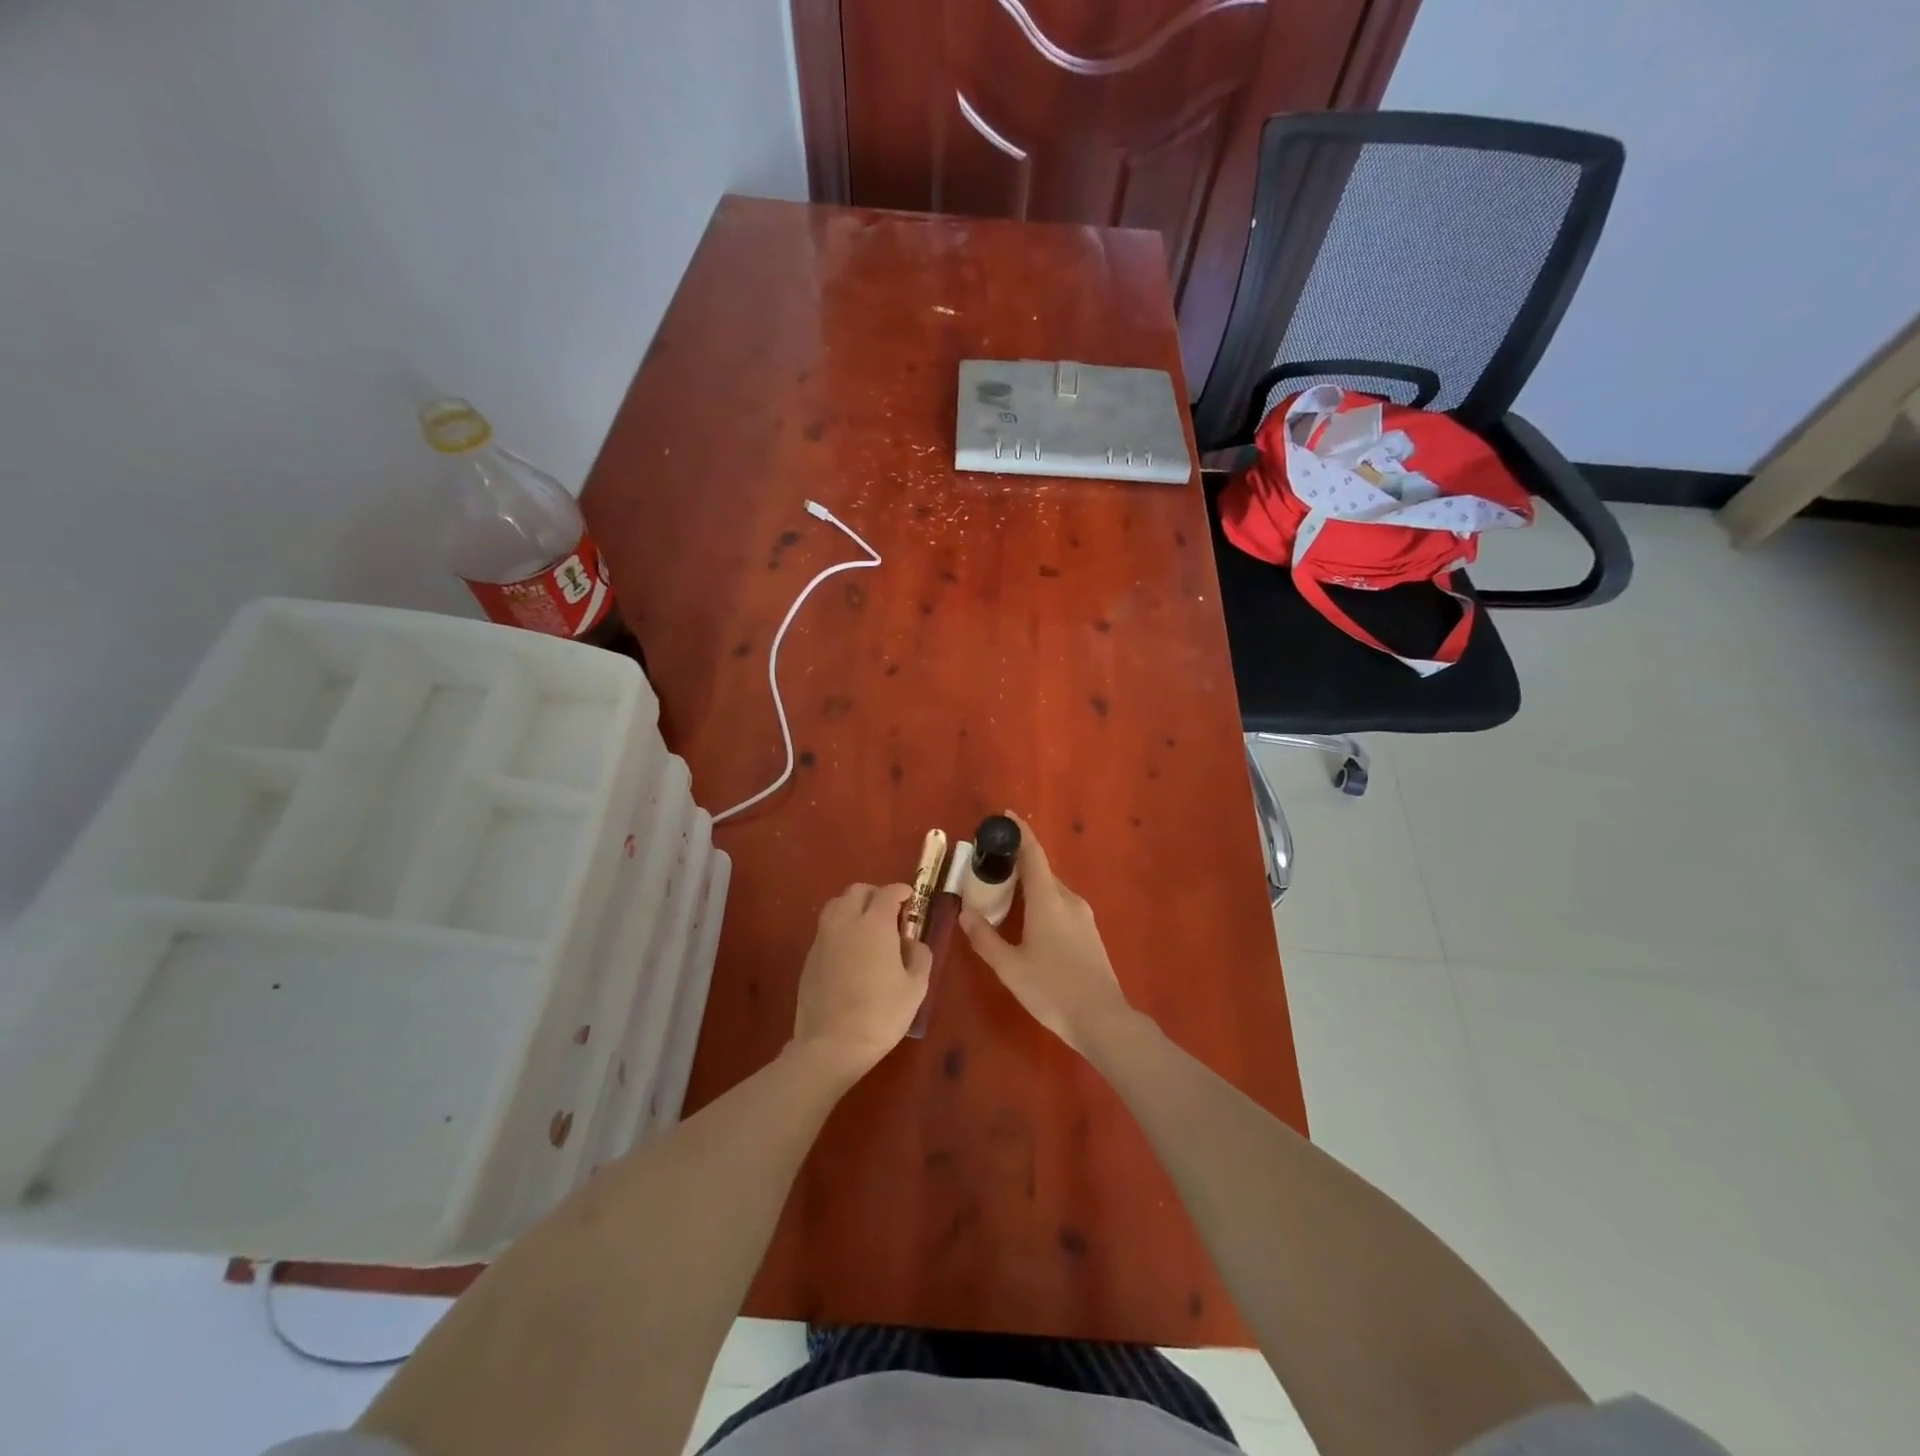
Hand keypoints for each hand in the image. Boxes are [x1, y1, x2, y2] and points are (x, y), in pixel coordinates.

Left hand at [792, 882, 930, 1076]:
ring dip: (854, 906)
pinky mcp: (809, 956)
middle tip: (890, 912)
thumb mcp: (915, 987)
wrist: (831, 1045)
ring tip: (867, 927)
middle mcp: (846, 922)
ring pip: (837, 905)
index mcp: (875, 924)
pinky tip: (851, 950)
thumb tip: (912, 942)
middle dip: (875, 894)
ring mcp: (823, 938)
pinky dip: (840, 927)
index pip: (887, 892)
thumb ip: (919, 956)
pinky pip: (826, 928)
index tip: (910, 898)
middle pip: (857, 891)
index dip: (901, 891)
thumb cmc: (880, 1015)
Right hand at [959, 814, 1133, 1053]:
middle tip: (991, 866)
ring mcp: (1083, 916)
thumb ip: (985, 938)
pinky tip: (1028, 921)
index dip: (1020, 832)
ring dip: (1029, 884)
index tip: (1006, 816)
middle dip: (1018, 862)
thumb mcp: (1010, 967)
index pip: (1034, 853)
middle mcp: (1068, 899)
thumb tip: (965, 914)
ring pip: (1051, 889)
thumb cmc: (1052, 989)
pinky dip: (1041, 901)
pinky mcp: (1089, 933)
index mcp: (1048, 899)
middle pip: (1041, 870)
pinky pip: (1060, 905)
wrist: (1102, 1019)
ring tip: (1004, 893)